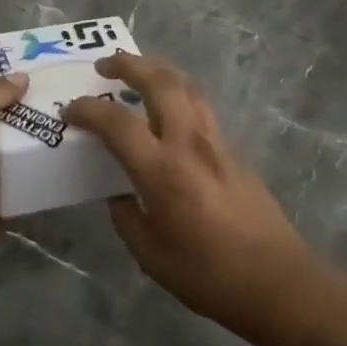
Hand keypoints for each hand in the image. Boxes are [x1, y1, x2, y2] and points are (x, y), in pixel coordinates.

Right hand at [64, 53, 310, 330]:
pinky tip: (167, 110)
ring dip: (157, 70)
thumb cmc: (208, 275)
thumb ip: (126, 216)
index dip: (87, 110)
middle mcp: (189, 143)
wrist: (278, 282)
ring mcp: (216, 142)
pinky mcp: (234, 150)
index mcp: (162, 171)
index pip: (116, 122)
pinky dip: (177, 93)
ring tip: (136, 74)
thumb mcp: (150, 254)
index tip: (69, 111)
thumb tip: (119, 194)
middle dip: (128, 63)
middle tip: (104, 65)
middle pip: (159, 81)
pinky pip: (200, 106)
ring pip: (186, 85)